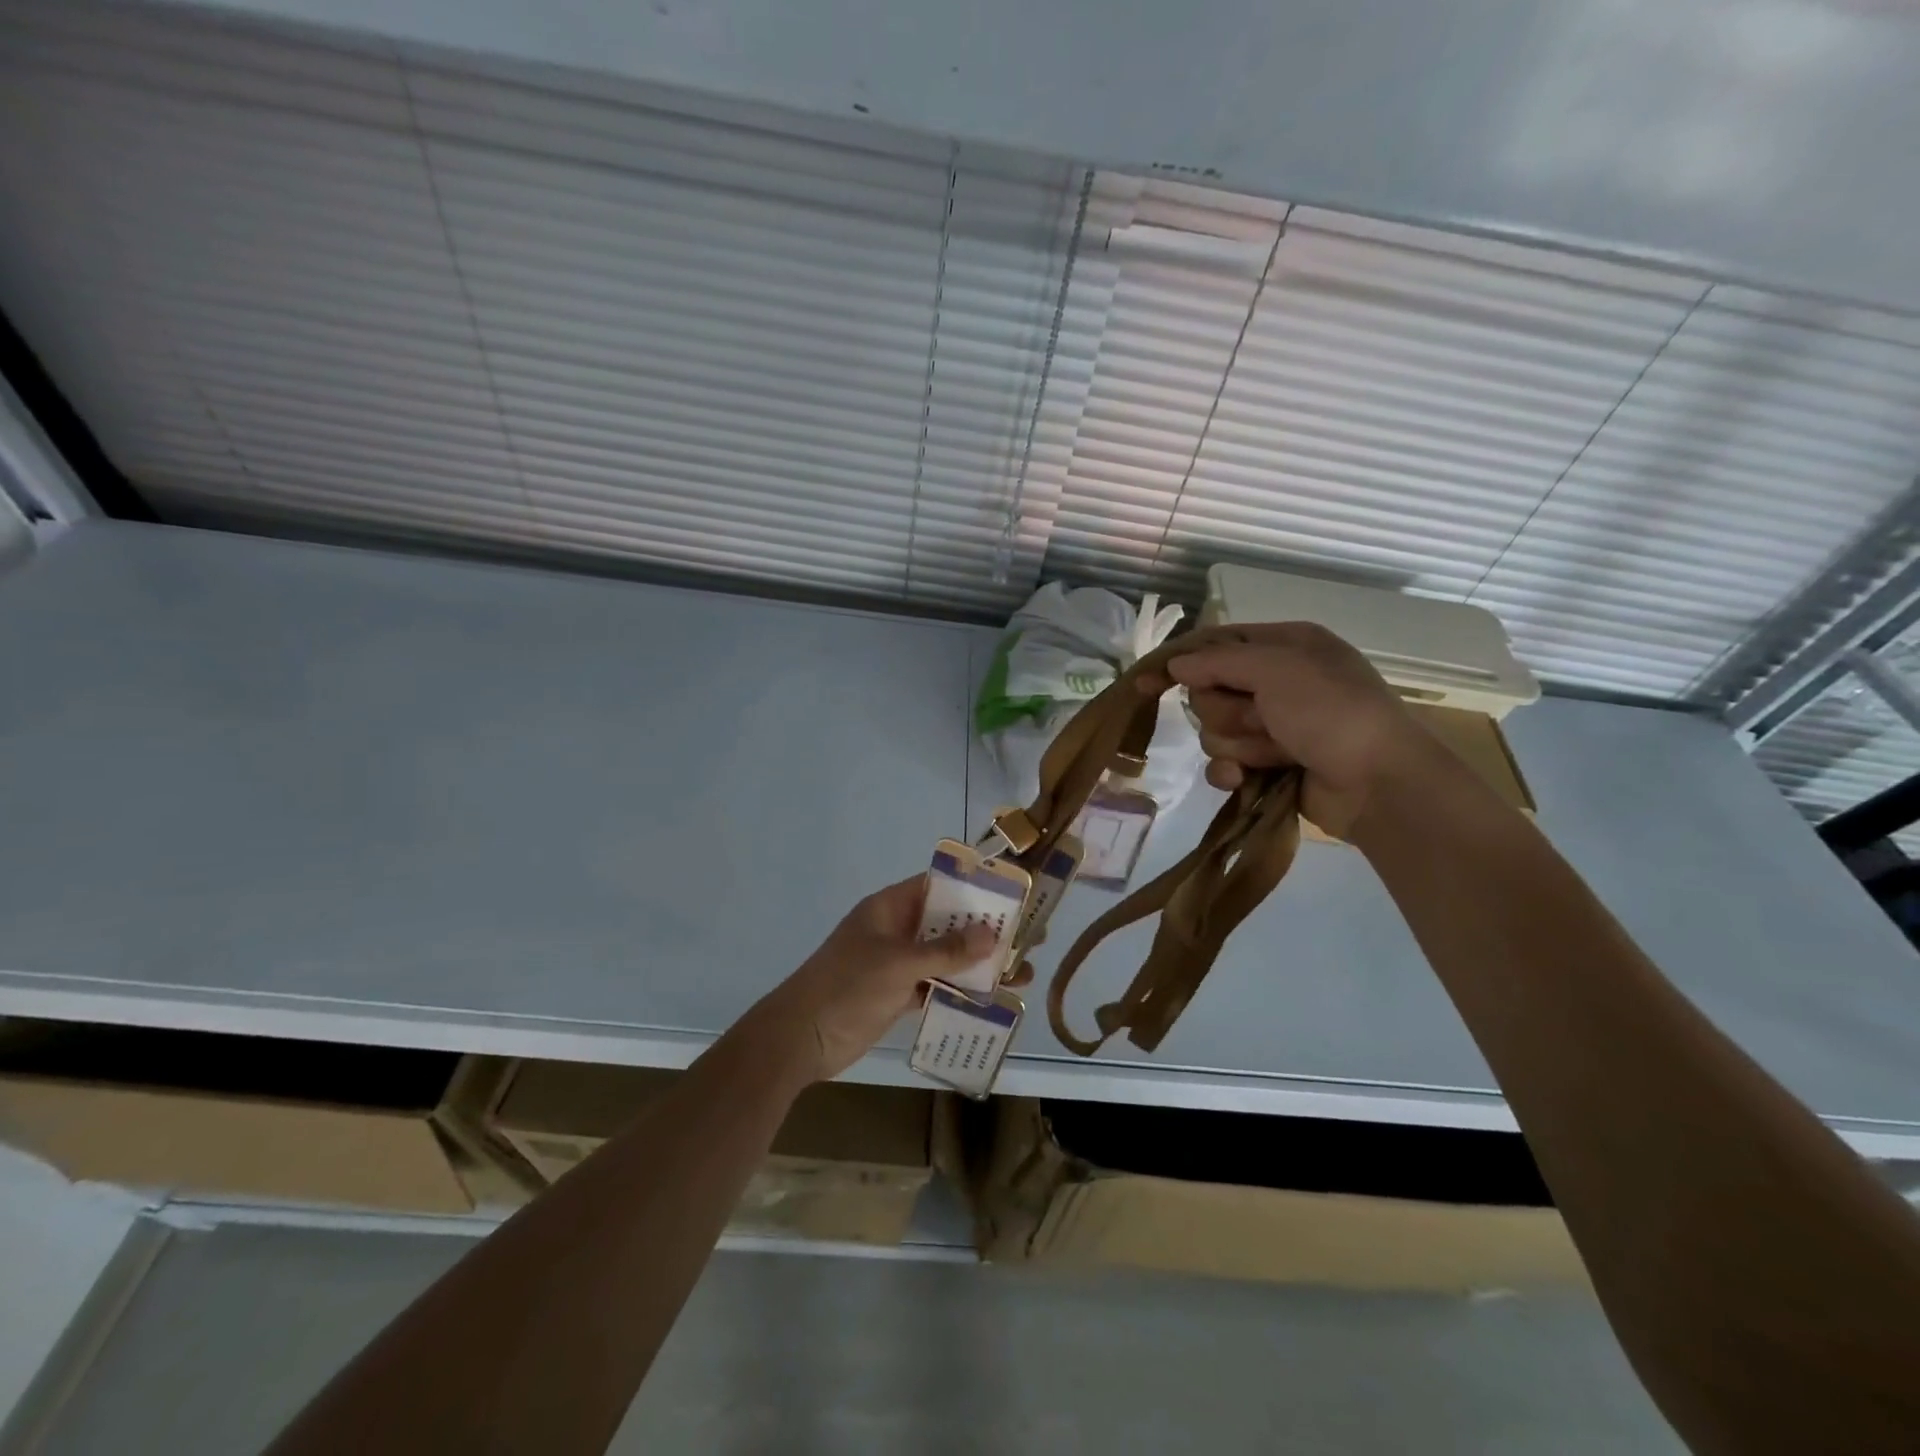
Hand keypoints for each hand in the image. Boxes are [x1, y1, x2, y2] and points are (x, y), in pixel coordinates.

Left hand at [739, 875, 1032, 1082]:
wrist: (801, 1038)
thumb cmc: (848, 986)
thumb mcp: (899, 964)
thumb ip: (946, 951)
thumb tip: (992, 936)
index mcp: (891, 908)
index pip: (938, 886)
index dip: (973, 887)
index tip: (1011, 895)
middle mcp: (896, 930)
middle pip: (947, 923)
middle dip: (985, 931)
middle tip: (1029, 937)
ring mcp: (896, 964)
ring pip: (945, 958)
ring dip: (978, 965)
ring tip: (1022, 973)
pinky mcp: (897, 994)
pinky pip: (936, 986)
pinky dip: (960, 992)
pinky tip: (993, 1000)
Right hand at [1138, 622, 1437, 839]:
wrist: (1377, 783)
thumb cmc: (1331, 712)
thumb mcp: (1276, 669)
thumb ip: (1218, 661)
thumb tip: (1174, 666)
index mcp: (1285, 645)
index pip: (1216, 644)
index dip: (1181, 661)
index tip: (1146, 681)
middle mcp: (1276, 681)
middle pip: (1209, 691)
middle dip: (1227, 710)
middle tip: (1261, 717)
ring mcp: (1272, 724)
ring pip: (1214, 730)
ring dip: (1239, 742)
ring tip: (1274, 751)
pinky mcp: (1268, 764)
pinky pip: (1224, 762)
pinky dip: (1233, 771)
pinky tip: (1247, 778)